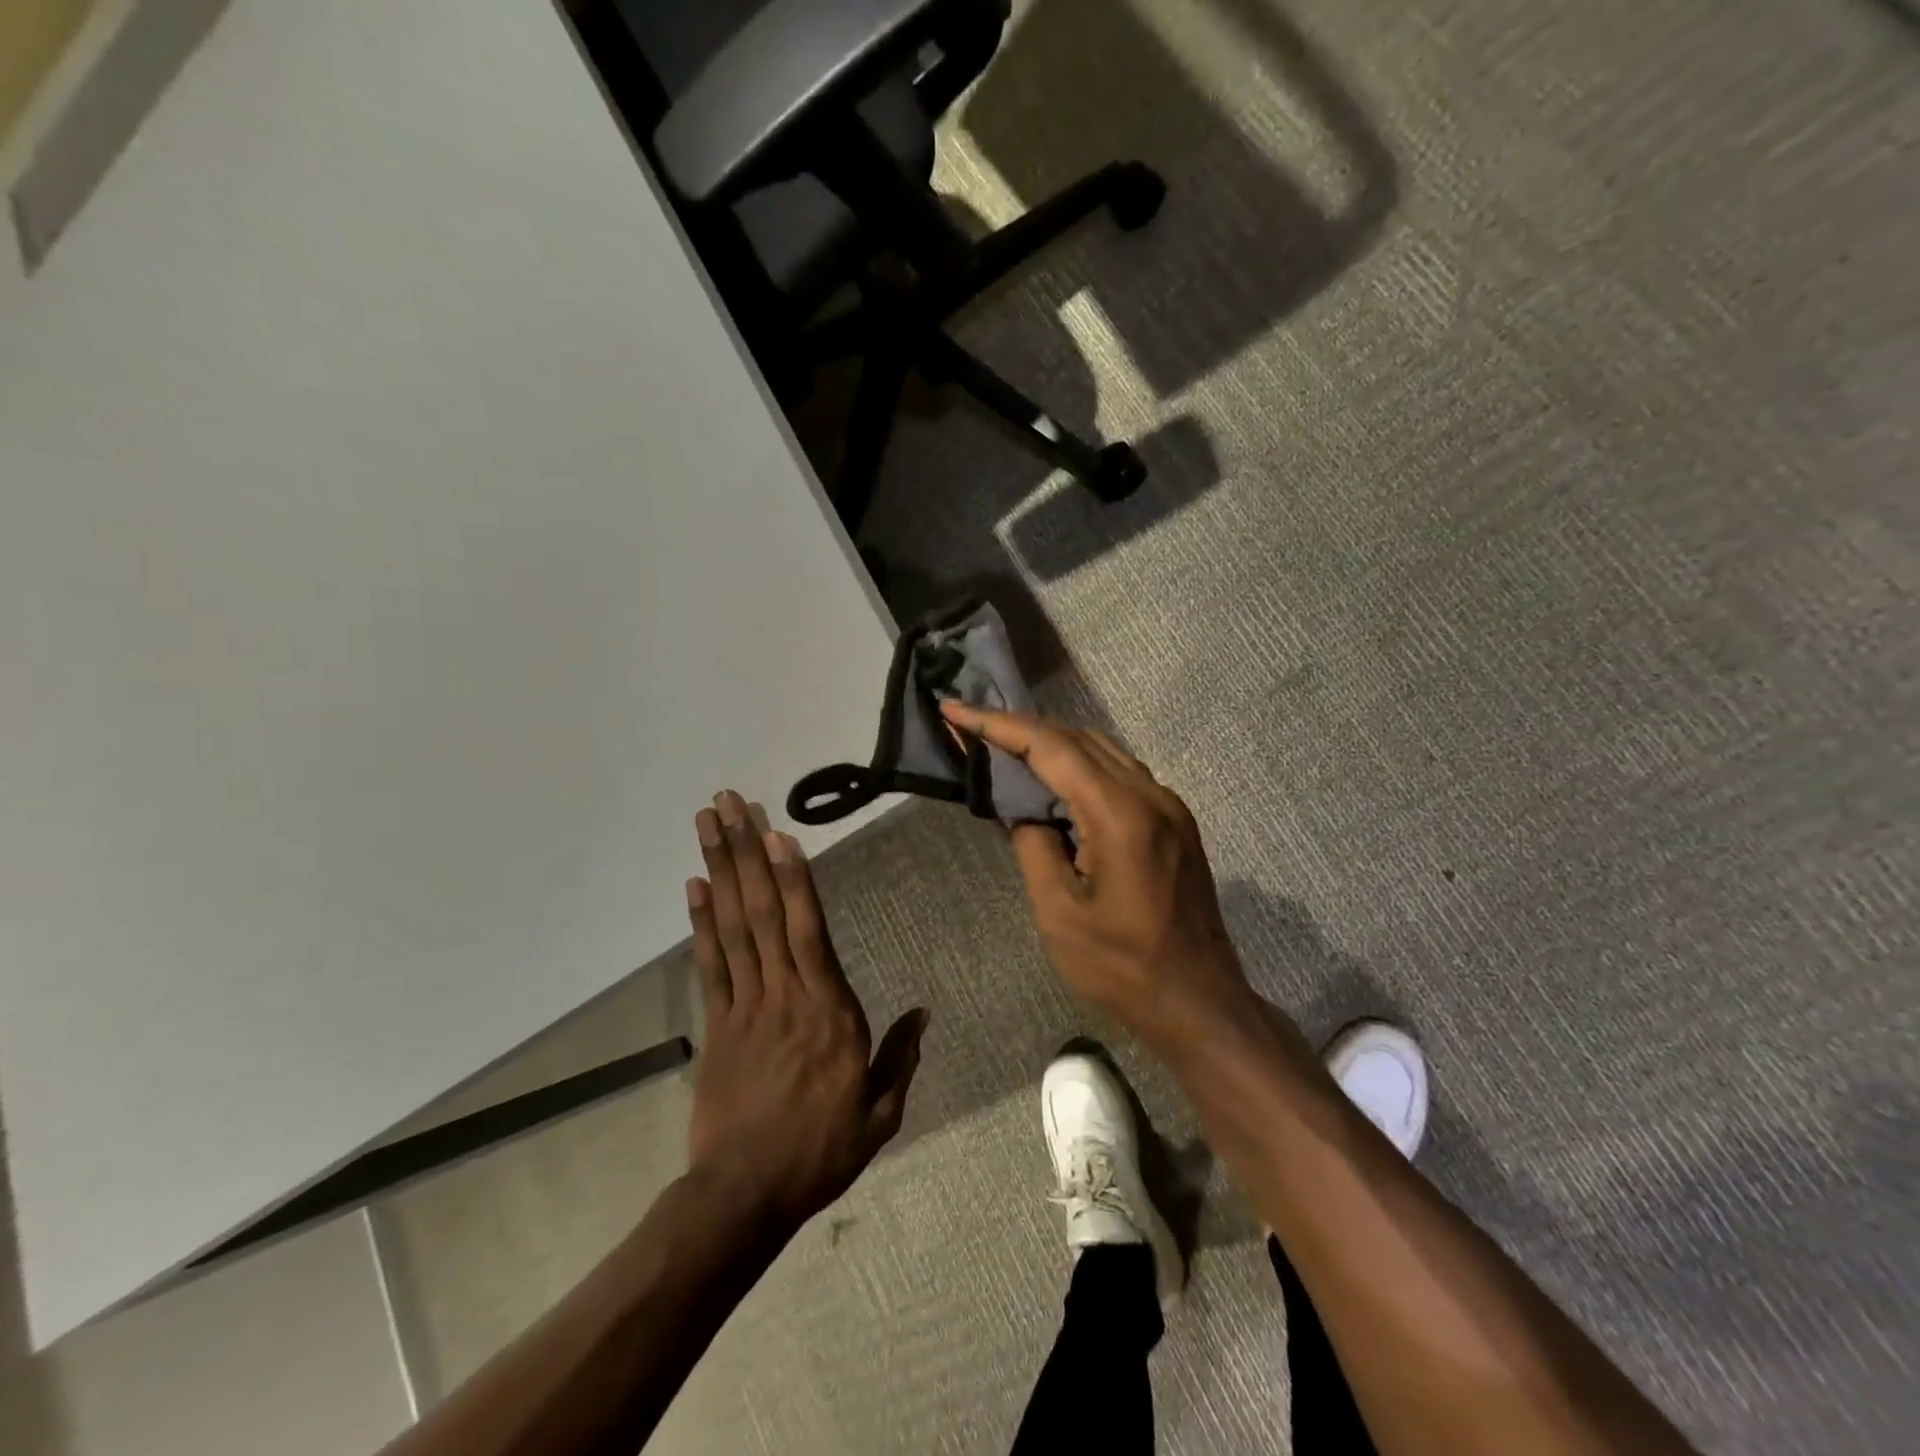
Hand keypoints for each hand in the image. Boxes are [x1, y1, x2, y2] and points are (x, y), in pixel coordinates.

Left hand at [684, 791, 927, 1238]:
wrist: (744, 1196)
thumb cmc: (820, 1150)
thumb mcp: (879, 1113)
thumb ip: (900, 1057)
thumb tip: (924, 1013)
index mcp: (829, 1011)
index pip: (809, 931)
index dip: (794, 880)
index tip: (780, 834)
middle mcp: (785, 994)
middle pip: (762, 912)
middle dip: (747, 852)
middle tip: (730, 802)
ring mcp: (744, 1006)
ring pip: (733, 926)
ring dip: (720, 869)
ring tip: (710, 823)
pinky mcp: (716, 1025)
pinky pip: (710, 964)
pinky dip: (701, 922)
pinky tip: (695, 886)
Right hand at [940, 702, 1254, 1045]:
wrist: (1199, 1001)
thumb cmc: (1122, 966)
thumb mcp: (1059, 912)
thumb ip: (1034, 846)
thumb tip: (1024, 810)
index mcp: (1120, 814)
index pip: (1051, 747)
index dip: (998, 724)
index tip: (955, 709)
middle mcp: (1151, 795)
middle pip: (1077, 738)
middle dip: (1020, 727)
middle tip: (971, 726)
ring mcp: (1169, 805)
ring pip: (1102, 750)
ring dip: (1052, 742)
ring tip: (1004, 745)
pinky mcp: (1175, 821)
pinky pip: (1120, 772)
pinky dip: (1080, 765)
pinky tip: (1054, 780)